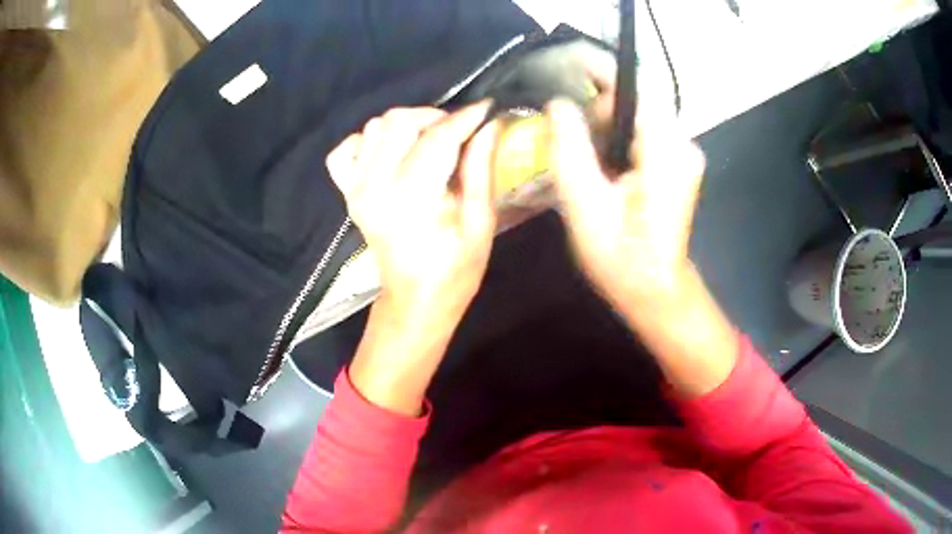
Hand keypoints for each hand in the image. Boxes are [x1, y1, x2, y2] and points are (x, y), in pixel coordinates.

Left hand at [327, 103, 497, 320]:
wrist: (415, 299)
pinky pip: (346, 149)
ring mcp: (355, 187)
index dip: (465, 118)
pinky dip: (368, 142)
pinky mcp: (347, 192)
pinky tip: (390, 155)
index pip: (438, 137)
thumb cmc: (455, 268)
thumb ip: (481, 168)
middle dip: (434, 117)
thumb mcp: (480, 222)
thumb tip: (490, 124)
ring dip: (405, 127)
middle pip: (398, 121)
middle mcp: (375, 185)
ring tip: (428, 144)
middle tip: (457, 134)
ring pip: (374, 127)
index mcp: (412, 196)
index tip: (486, 109)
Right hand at [545, 59, 704, 314]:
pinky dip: (617, 139)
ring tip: (583, 157)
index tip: (568, 71)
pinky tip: (601, 165)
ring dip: (605, 126)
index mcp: (666, 150)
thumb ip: (571, 149)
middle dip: (599, 109)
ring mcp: (682, 154)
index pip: (635, 87)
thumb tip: (559, 104)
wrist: (654, 291)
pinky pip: (642, 134)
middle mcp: (681, 144)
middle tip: (569, 136)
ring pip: (637, 117)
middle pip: (635, 101)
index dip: (600, 73)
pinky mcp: (677, 164)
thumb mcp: (585, 205)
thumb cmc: (621, 257)